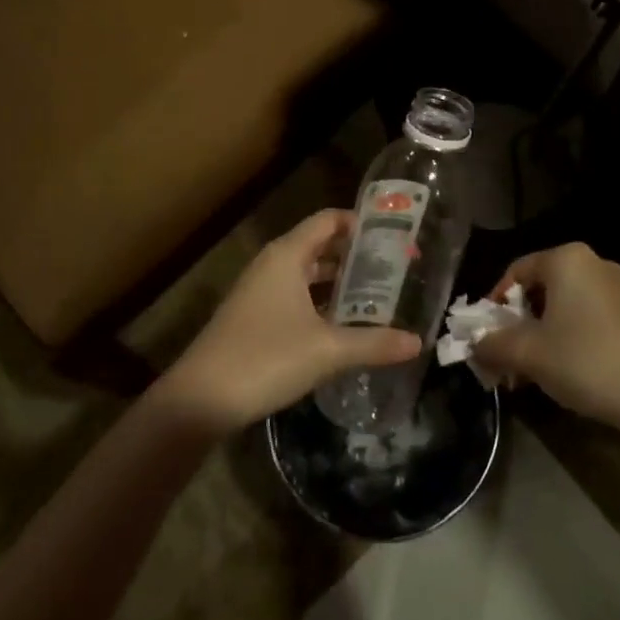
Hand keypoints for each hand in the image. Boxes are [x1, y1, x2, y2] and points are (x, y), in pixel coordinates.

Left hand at [160, 209, 422, 430]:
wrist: (201, 398)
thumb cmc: (266, 358)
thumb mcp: (327, 351)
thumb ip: (374, 343)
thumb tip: (418, 341)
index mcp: (288, 255)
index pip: (329, 220)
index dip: (362, 224)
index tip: (395, 238)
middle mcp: (273, 264)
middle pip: (321, 245)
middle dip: (357, 256)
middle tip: (396, 269)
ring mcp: (260, 290)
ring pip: (308, 273)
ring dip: (340, 282)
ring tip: (379, 297)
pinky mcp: (255, 316)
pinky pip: (296, 296)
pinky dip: (321, 302)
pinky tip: (344, 326)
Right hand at [472, 242, 619, 429]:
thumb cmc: (585, 361)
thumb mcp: (528, 354)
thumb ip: (492, 344)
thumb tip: (474, 344)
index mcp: (567, 259)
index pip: (517, 271)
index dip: (495, 302)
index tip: (487, 334)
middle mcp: (594, 263)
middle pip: (542, 287)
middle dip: (520, 322)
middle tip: (508, 355)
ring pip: (566, 304)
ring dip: (543, 332)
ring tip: (533, 369)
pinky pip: (589, 316)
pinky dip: (570, 335)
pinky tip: (566, 369)